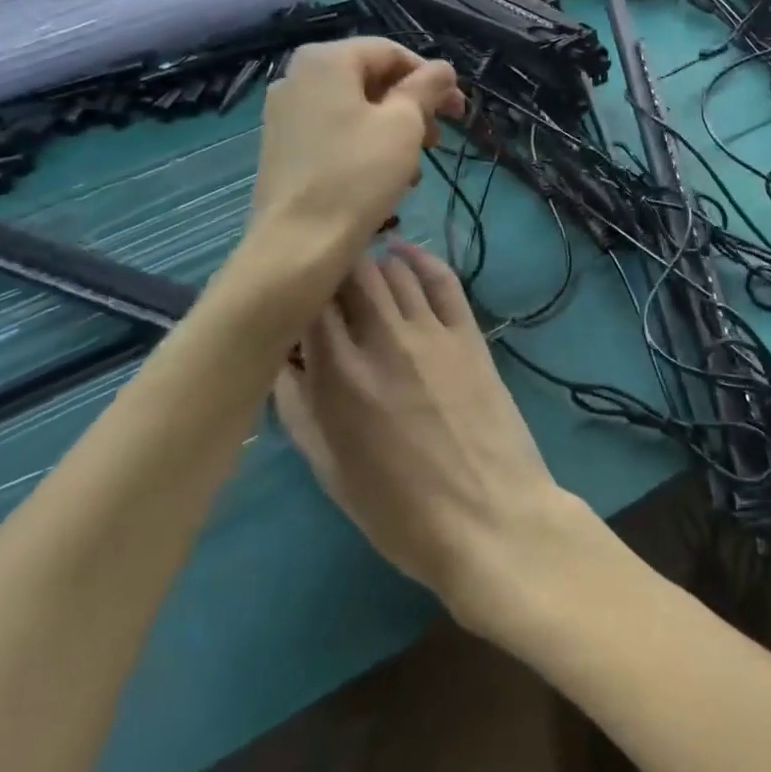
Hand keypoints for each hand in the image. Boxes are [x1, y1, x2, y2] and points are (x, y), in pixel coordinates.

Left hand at [249, 39, 464, 257]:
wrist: (299, 243)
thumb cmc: (358, 174)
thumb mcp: (405, 124)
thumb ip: (427, 87)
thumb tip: (442, 68)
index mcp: (325, 60)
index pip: (391, 52)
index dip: (431, 77)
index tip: (457, 109)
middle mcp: (298, 77)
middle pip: (371, 78)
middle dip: (413, 106)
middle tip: (440, 138)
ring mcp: (286, 113)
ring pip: (356, 108)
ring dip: (394, 129)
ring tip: (417, 166)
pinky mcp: (284, 147)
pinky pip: (335, 131)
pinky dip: (367, 144)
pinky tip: (387, 177)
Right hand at [275, 246, 594, 627]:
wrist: (488, 518)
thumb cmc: (399, 512)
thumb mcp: (330, 470)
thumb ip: (299, 408)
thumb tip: (282, 361)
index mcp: (338, 377)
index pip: (307, 302)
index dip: (296, 292)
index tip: (291, 298)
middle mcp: (382, 339)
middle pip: (350, 272)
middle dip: (331, 269)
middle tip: (325, 281)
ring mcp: (431, 331)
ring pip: (392, 269)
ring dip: (371, 264)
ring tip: (360, 272)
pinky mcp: (468, 332)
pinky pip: (442, 278)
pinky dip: (419, 258)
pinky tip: (403, 253)